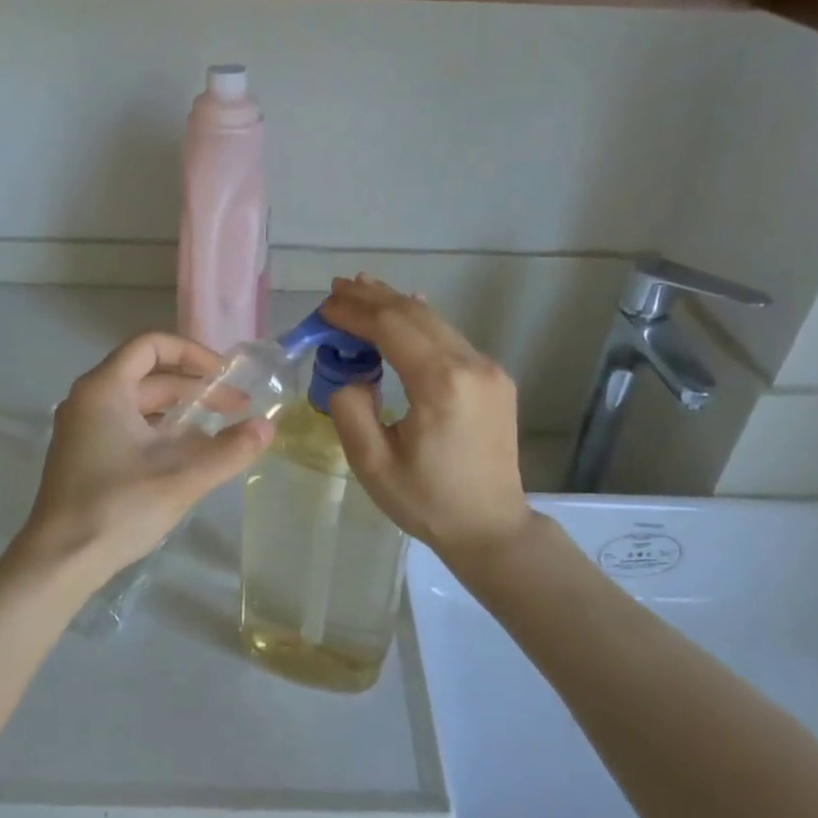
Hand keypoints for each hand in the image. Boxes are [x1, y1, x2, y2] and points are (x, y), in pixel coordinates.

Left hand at [17, 333, 273, 579]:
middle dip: (195, 388)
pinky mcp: (84, 455)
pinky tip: (187, 456)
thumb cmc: (118, 508)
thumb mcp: (182, 478)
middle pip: (149, 376)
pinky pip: (128, 427)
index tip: (225, 377)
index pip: (151, 345)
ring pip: (139, 404)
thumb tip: (268, 427)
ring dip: (180, 412)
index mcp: (104, 389)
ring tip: (219, 432)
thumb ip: (230, 450)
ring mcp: (83, 429)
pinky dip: (160, 431)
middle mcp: (89, 400)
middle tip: (237, 410)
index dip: (193, 353)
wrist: (60, 560)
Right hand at [319, 276, 533, 558]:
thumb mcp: (372, 463)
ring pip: (435, 321)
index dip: (354, 312)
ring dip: (395, 305)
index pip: (390, 326)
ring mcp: (489, 369)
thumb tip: (352, 374)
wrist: (491, 528)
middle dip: (372, 297)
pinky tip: (400, 316)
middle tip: (336, 290)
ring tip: (360, 292)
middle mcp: (471, 365)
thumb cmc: (427, 502)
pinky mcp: (495, 379)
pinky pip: (450, 338)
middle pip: (415, 313)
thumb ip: (351, 408)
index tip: (322, 307)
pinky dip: (418, 324)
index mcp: (441, 384)